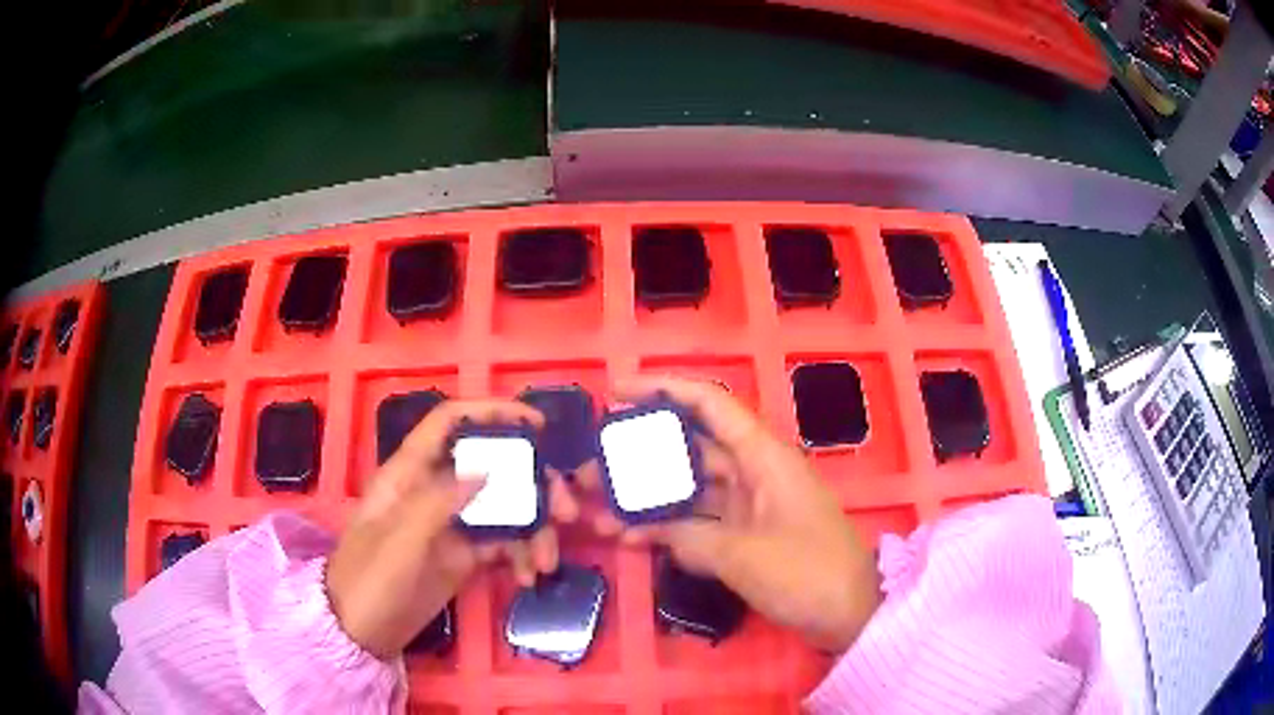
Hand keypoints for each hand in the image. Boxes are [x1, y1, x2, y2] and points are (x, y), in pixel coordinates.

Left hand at [326, 399, 576, 659]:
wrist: (361, 632)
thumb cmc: (369, 580)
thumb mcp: (398, 542)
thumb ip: (438, 503)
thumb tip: (487, 470)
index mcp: (410, 473)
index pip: (449, 424)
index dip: (491, 413)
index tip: (537, 424)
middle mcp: (435, 490)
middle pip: (492, 467)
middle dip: (533, 484)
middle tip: (565, 511)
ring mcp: (452, 523)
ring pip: (505, 507)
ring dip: (534, 529)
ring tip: (545, 563)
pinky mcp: (465, 554)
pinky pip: (503, 543)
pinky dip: (521, 555)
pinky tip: (528, 577)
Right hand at [582, 377, 881, 652]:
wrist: (851, 614)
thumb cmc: (807, 573)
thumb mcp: (743, 556)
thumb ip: (688, 538)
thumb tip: (647, 531)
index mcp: (763, 457)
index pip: (709, 404)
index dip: (662, 389)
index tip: (615, 392)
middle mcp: (754, 472)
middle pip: (690, 448)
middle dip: (641, 453)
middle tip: (593, 462)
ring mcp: (750, 506)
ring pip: (690, 489)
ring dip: (649, 498)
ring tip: (597, 507)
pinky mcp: (748, 535)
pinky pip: (700, 522)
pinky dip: (669, 528)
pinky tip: (630, 537)